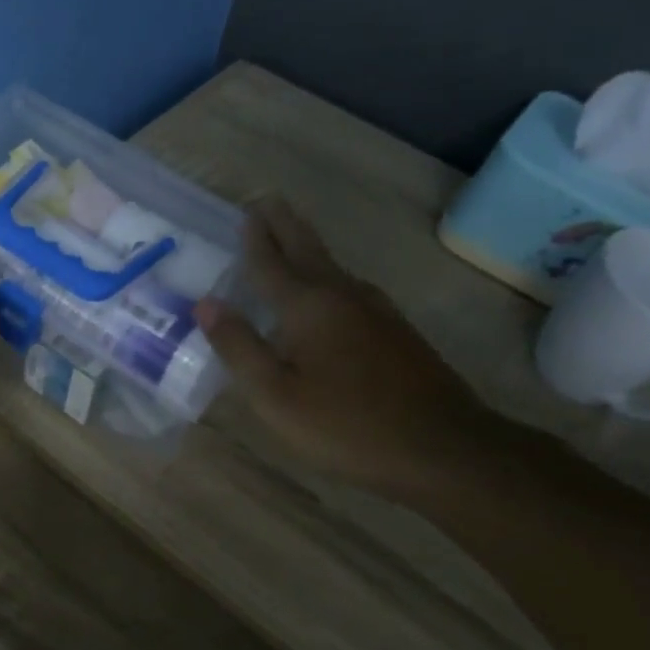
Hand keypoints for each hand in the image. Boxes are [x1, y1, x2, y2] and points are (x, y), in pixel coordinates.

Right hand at [194, 198, 503, 497]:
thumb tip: (206, 303)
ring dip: (308, 248)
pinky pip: (351, 289)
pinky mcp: (397, 331)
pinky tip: (330, 292)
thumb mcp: (275, 395)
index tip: (247, 210)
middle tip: (269, 201)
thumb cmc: (346, 424)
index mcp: (307, 306)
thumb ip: (239, 347)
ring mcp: (377, 311)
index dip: (255, 238)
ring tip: (291, 240)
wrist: (443, 447)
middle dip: (285, 226)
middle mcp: (342, 295)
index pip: (271, 262)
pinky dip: (329, 277)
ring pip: (333, 268)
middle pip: (308, 250)